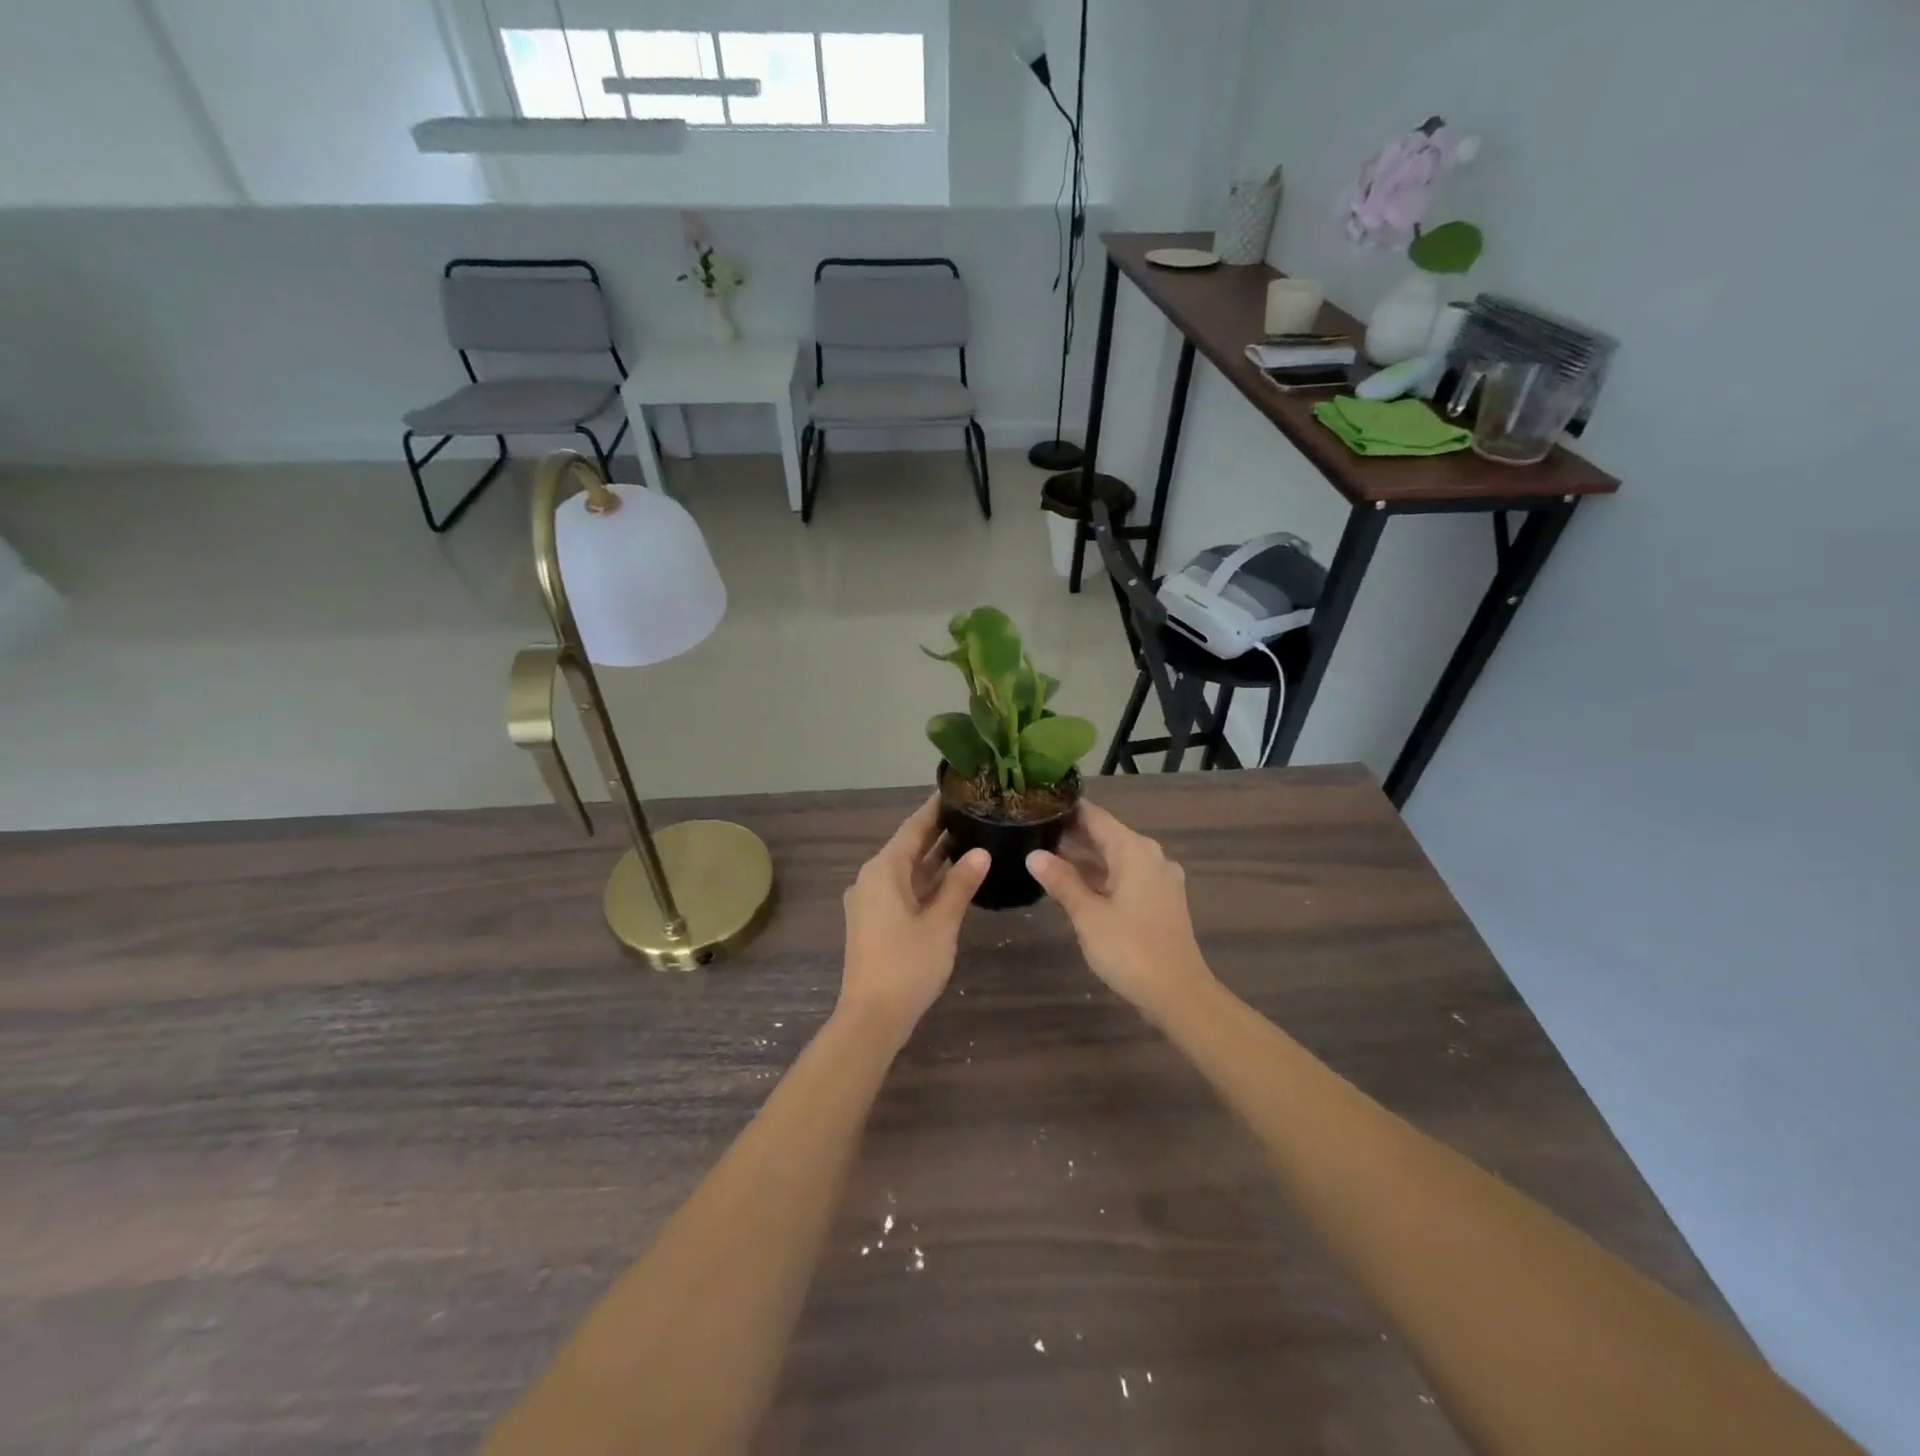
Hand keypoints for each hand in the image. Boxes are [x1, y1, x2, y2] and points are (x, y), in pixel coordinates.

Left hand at [838, 796, 989, 1044]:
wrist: (872, 1017)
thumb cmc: (907, 965)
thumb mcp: (941, 922)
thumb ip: (961, 885)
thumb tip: (981, 852)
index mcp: (883, 870)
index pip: (913, 828)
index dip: (935, 809)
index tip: (957, 790)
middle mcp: (872, 878)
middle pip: (908, 847)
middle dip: (938, 831)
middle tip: (972, 812)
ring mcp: (871, 901)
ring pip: (907, 870)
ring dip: (934, 858)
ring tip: (970, 839)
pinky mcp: (875, 921)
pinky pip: (903, 889)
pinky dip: (926, 881)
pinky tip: (952, 878)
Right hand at [1026, 801, 1215, 1023]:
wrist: (1178, 995)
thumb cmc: (1130, 949)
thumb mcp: (1088, 914)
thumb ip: (1061, 881)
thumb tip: (1034, 855)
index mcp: (1134, 851)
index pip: (1095, 817)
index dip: (1067, 811)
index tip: (1038, 806)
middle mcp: (1150, 857)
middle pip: (1106, 836)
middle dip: (1072, 836)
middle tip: (1034, 833)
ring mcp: (1159, 880)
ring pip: (1115, 858)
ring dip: (1085, 859)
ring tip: (1046, 858)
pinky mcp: (1160, 901)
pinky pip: (1126, 877)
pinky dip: (1101, 877)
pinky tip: (1075, 886)